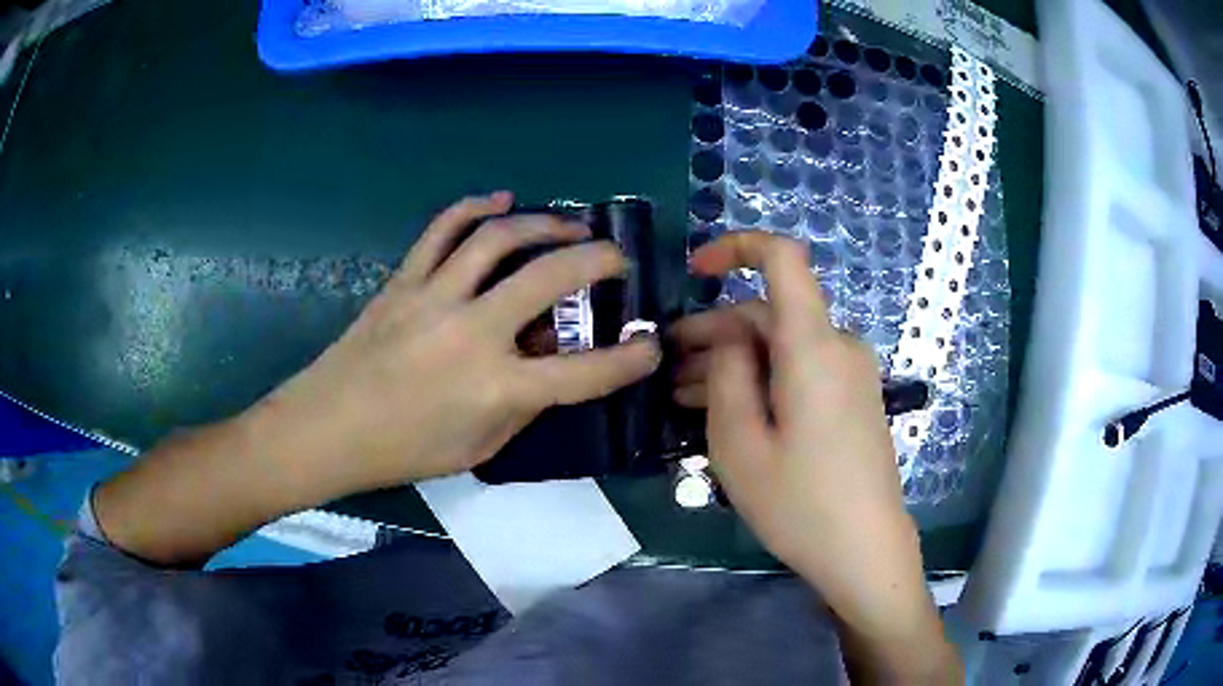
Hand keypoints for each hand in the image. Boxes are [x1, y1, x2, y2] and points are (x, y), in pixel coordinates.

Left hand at [259, 192, 661, 492]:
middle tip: (616, 258)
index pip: (584, 372)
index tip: (652, 345)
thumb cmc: (406, 450)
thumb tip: (550, 361)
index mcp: (495, 388)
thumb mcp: (479, 447)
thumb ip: (523, 405)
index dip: (630, 360)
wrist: (329, 427)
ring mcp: (434, 297)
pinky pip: (442, 229)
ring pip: (498, 239)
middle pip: (549, 279)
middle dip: (598, 261)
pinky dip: (475, 207)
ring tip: (570, 225)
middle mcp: (471, 333)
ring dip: (544, 224)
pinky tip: (502, 200)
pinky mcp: (405, 280)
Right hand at [670, 232, 935, 641]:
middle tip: (667, 367)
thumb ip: (727, 376)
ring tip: (684, 395)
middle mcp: (839, 346)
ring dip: (735, 361)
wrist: (866, 552)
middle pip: (771, 314)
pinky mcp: (853, 399)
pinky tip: (728, 410)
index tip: (695, 272)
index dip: (738, 248)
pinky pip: (802, 370)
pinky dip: (763, 379)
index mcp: (814, 346)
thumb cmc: (801, 505)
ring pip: (783, 346)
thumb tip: (730, 341)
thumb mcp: (740, 445)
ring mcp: (851, 374)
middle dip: (715, 332)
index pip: (784, 258)